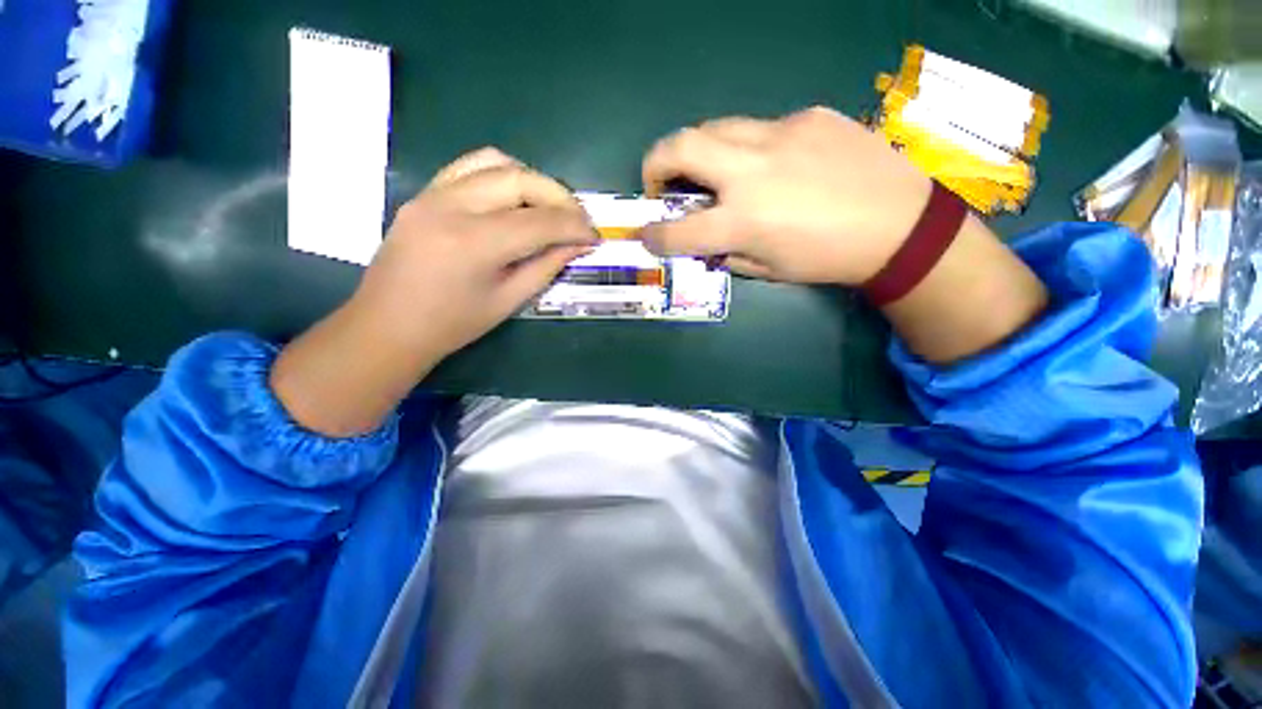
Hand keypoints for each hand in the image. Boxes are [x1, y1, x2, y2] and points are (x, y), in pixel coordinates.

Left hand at [271, 148, 595, 436]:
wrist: (387, 326)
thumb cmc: (452, 325)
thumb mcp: (509, 300)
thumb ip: (546, 266)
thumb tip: (579, 245)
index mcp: (474, 244)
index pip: (539, 221)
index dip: (574, 226)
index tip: (594, 236)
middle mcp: (451, 207)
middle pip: (520, 179)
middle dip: (559, 197)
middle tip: (578, 221)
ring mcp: (432, 194)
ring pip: (495, 162)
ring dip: (533, 180)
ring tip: (550, 207)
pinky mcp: (424, 193)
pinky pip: (469, 167)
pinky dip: (503, 175)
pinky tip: (516, 199)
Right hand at [639, 106, 931, 284]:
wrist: (901, 224)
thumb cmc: (828, 258)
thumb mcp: (768, 269)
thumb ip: (728, 253)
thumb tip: (707, 242)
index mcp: (742, 221)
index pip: (677, 231)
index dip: (653, 236)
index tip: (645, 235)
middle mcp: (751, 171)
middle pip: (681, 147)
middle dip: (655, 164)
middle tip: (660, 184)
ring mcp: (780, 135)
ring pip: (715, 127)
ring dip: (698, 151)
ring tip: (711, 172)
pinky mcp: (808, 116)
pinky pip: (761, 129)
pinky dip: (749, 150)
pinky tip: (774, 166)